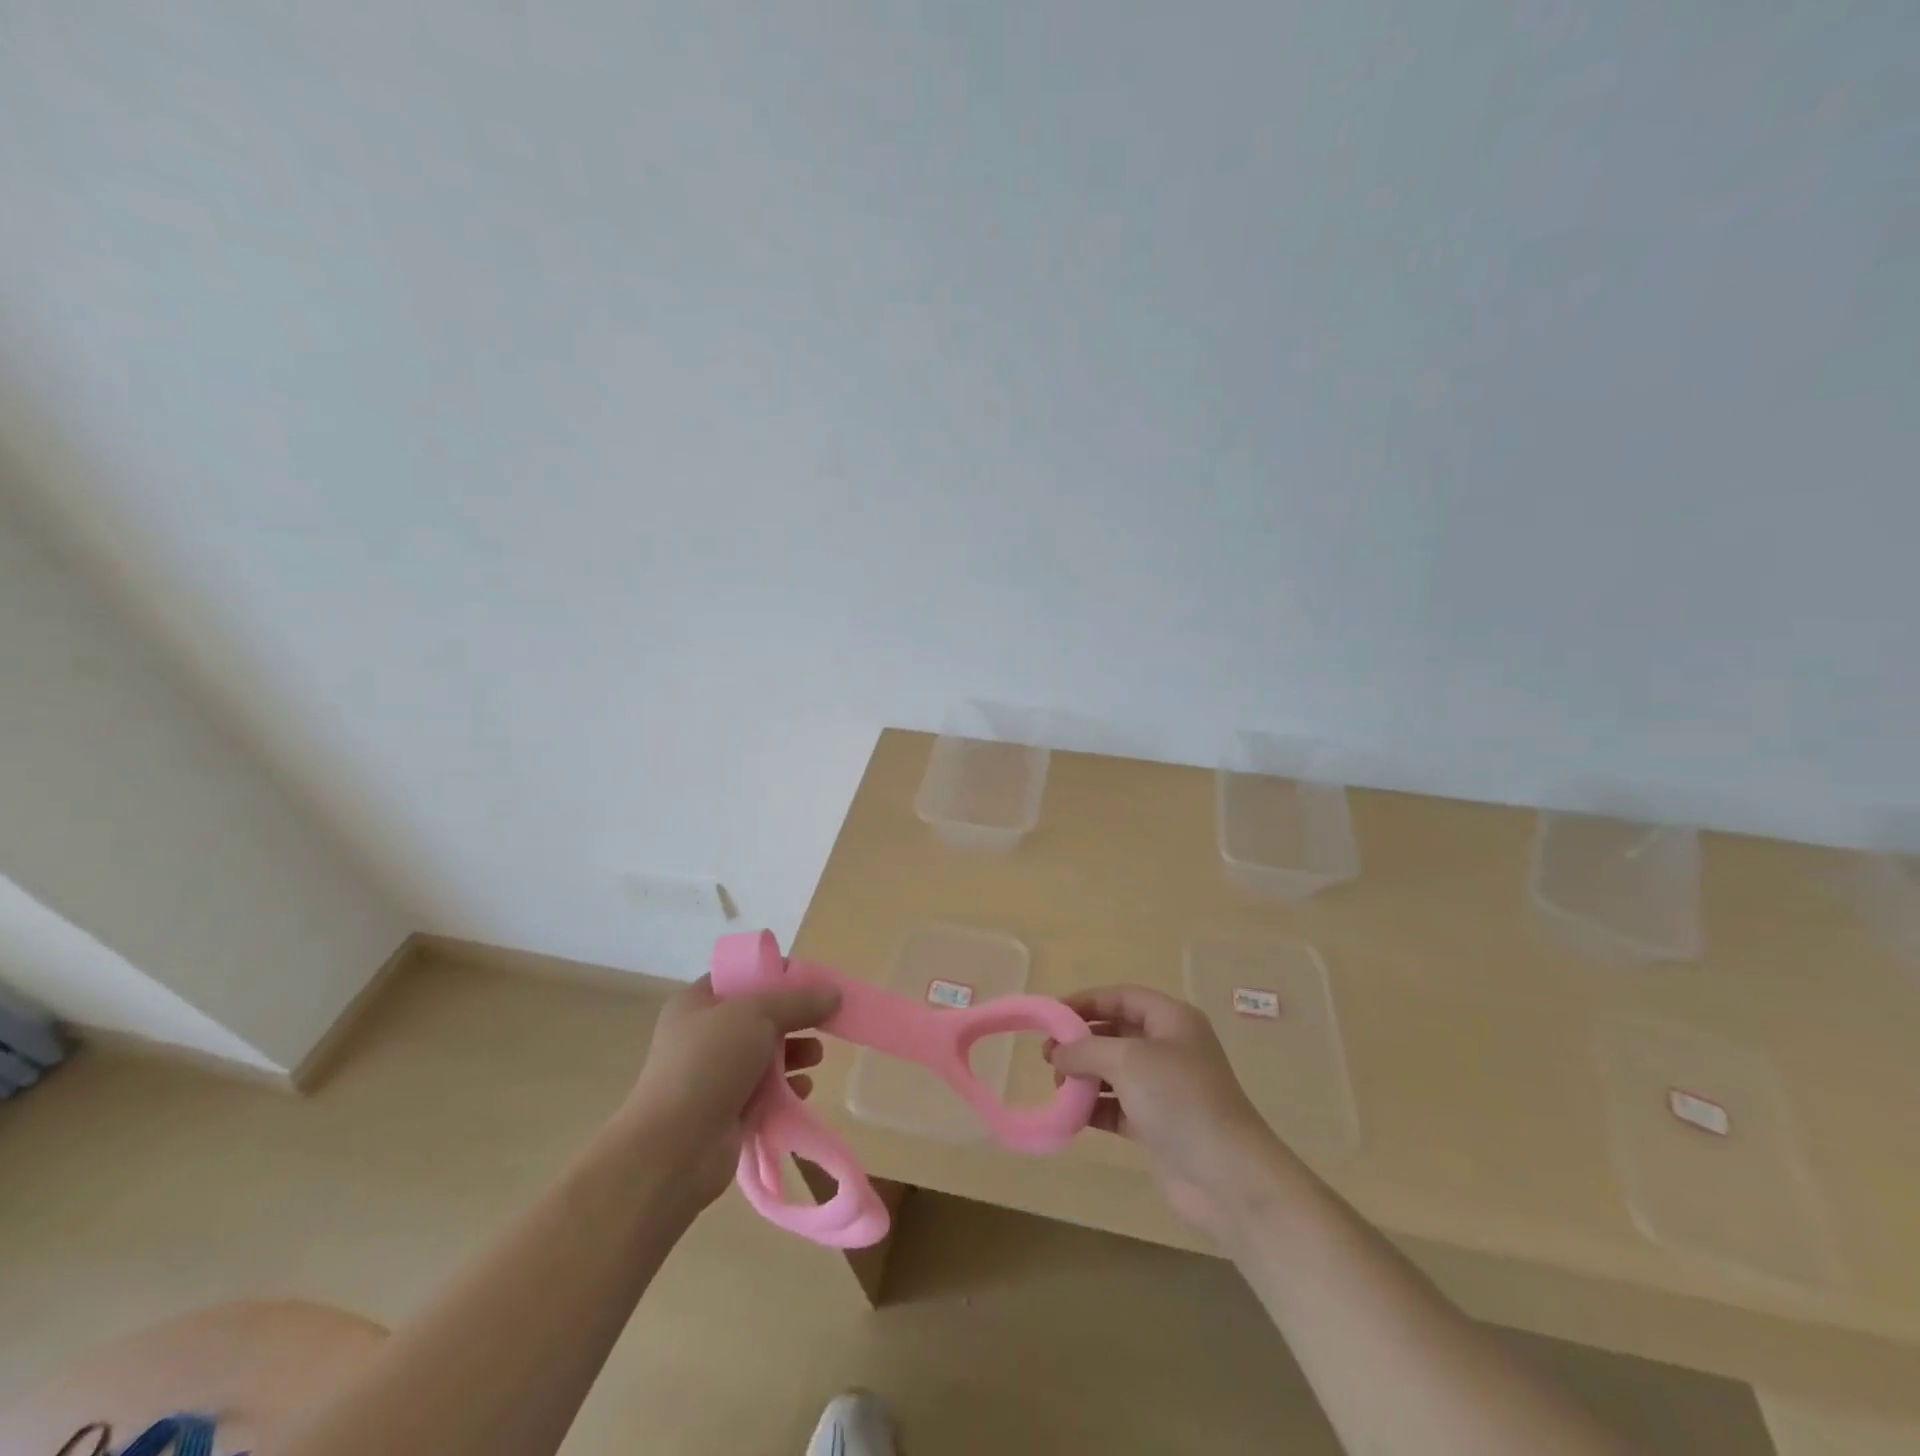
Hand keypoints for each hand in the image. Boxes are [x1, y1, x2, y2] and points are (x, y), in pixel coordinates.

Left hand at [624, 975, 838, 1209]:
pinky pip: (763, 1092)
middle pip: (757, 1017)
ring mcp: (712, 1076)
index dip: (775, 974)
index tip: (810, 982)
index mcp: (697, 1003)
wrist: (673, 1149)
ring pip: (763, 1055)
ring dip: (793, 1053)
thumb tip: (834, 992)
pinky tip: (803, 1090)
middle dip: (792, 1019)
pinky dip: (785, 1089)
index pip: (740, 977)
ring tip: (816, 1057)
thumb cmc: (709, 1064)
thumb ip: (798, 1001)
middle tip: (824, 1021)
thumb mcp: (757, 1015)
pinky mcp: (725, 1112)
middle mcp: (702, 1036)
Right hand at [1048, 985, 1288, 1235]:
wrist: (1227, 1176)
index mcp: (1171, 1020)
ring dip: (1084, 1075)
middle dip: (1081, 1041)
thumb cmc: (1179, 1099)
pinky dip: (1094, 1107)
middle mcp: (1169, 1048)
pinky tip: (1071, 1114)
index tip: (1051, 1016)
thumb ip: (1086, 1049)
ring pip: (1114, 1071)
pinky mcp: (1157, 1125)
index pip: (1122, 997)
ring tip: (1057, 1085)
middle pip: (1116, 1033)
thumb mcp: (1127, 1060)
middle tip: (1048, 1055)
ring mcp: (1164, 1088)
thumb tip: (1057, 1052)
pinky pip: (1117, 1106)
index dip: (1086, 1002)